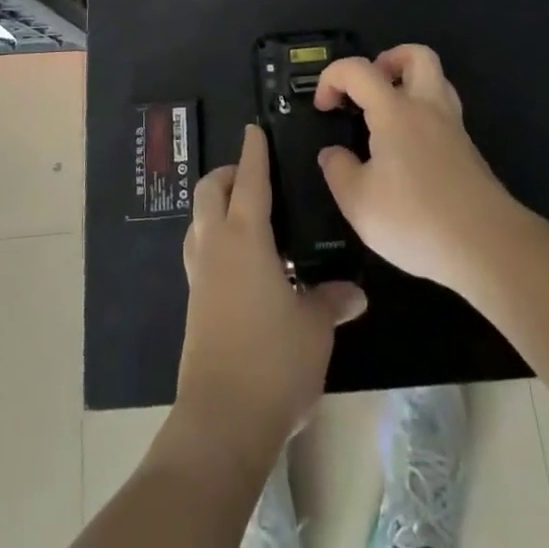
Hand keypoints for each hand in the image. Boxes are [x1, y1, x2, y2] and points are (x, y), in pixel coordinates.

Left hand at [177, 124, 366, 453]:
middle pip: (210, 190)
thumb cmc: (273, 361)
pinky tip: (239, 260)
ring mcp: (200, 274)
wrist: (222, 419)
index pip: (250, 180)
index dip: (254, 152)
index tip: (254, 129)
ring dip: (216, 204)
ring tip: (245, 213)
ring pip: (198, 219)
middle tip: (254, 176)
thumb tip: (354, 293)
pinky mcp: (194, 301)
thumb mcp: (314, 328)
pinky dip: (214, 237)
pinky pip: (199, 250)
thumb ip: (330, 301)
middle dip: (228, 173)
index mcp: (245, 238)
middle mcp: (216, 245)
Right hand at [316, 45, 518, 294]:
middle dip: (387, 61)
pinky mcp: (468, 153)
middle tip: (368, 91)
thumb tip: (333, 153)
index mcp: (395, 110)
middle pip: (416, 56)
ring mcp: (453, 128)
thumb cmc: (416, 220)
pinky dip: (423, 118)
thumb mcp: (358, 203)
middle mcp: (427, 107)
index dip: (332, 77)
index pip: (358, 69)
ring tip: (387, 116)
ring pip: (436, 82)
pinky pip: (443, 115)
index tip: (324, 107)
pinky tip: (408, 152)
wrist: (488, 248)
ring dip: (409, 86)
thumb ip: (339, 171)